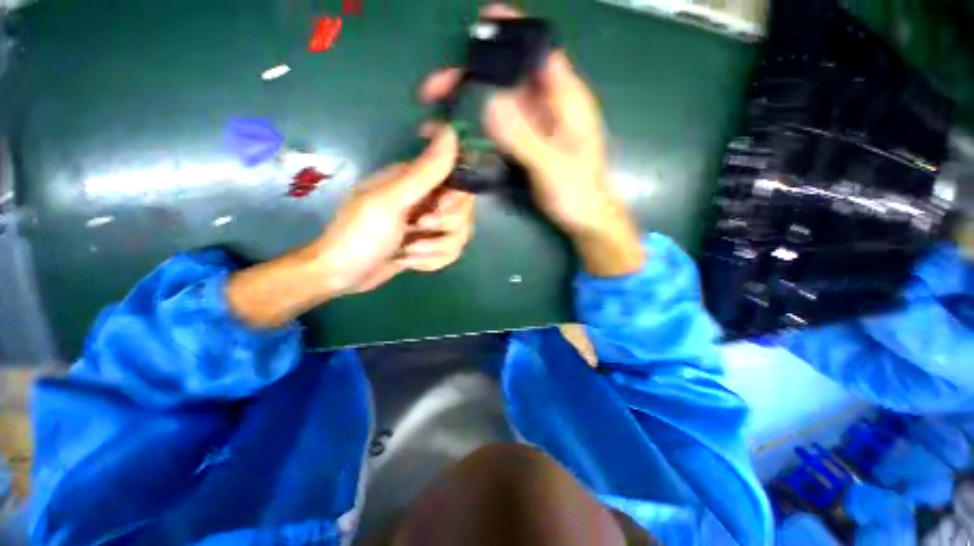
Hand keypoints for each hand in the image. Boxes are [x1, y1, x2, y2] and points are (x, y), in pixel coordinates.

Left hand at [226, 126, 474, 327]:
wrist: (344, 275)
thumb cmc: (360, 235)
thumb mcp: (390, 201)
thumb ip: (424, 172)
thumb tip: (452, 132)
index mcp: (416, 180)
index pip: (460, 177)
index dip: (458, 196)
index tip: (439, 207)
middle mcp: (428, 199)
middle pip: (465, 210)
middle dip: (444, 227)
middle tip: (416, 228)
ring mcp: (431, 225)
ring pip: (461, 234)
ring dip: (435, 249)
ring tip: (408, 251)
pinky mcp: (430, 245)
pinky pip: (451, 252)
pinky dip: (432, 261)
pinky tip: (410, 261)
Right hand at [420, 3, 641, 275]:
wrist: (583, 216)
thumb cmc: (578, 192)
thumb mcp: (553, 166)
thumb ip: (525, 138)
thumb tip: (490, 103)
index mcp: (567, 100)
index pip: (540, 52)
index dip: (513, 32)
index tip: (481, 22)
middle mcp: (549, 105)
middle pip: (509, 76)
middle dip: (475, 74)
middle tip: (439, 84)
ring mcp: (535, 125)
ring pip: (500, 100)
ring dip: (471, 100)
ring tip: (440, 107)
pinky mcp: (526, 142)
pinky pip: (499, 126)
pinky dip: (479, 125)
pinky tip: (461, 132)